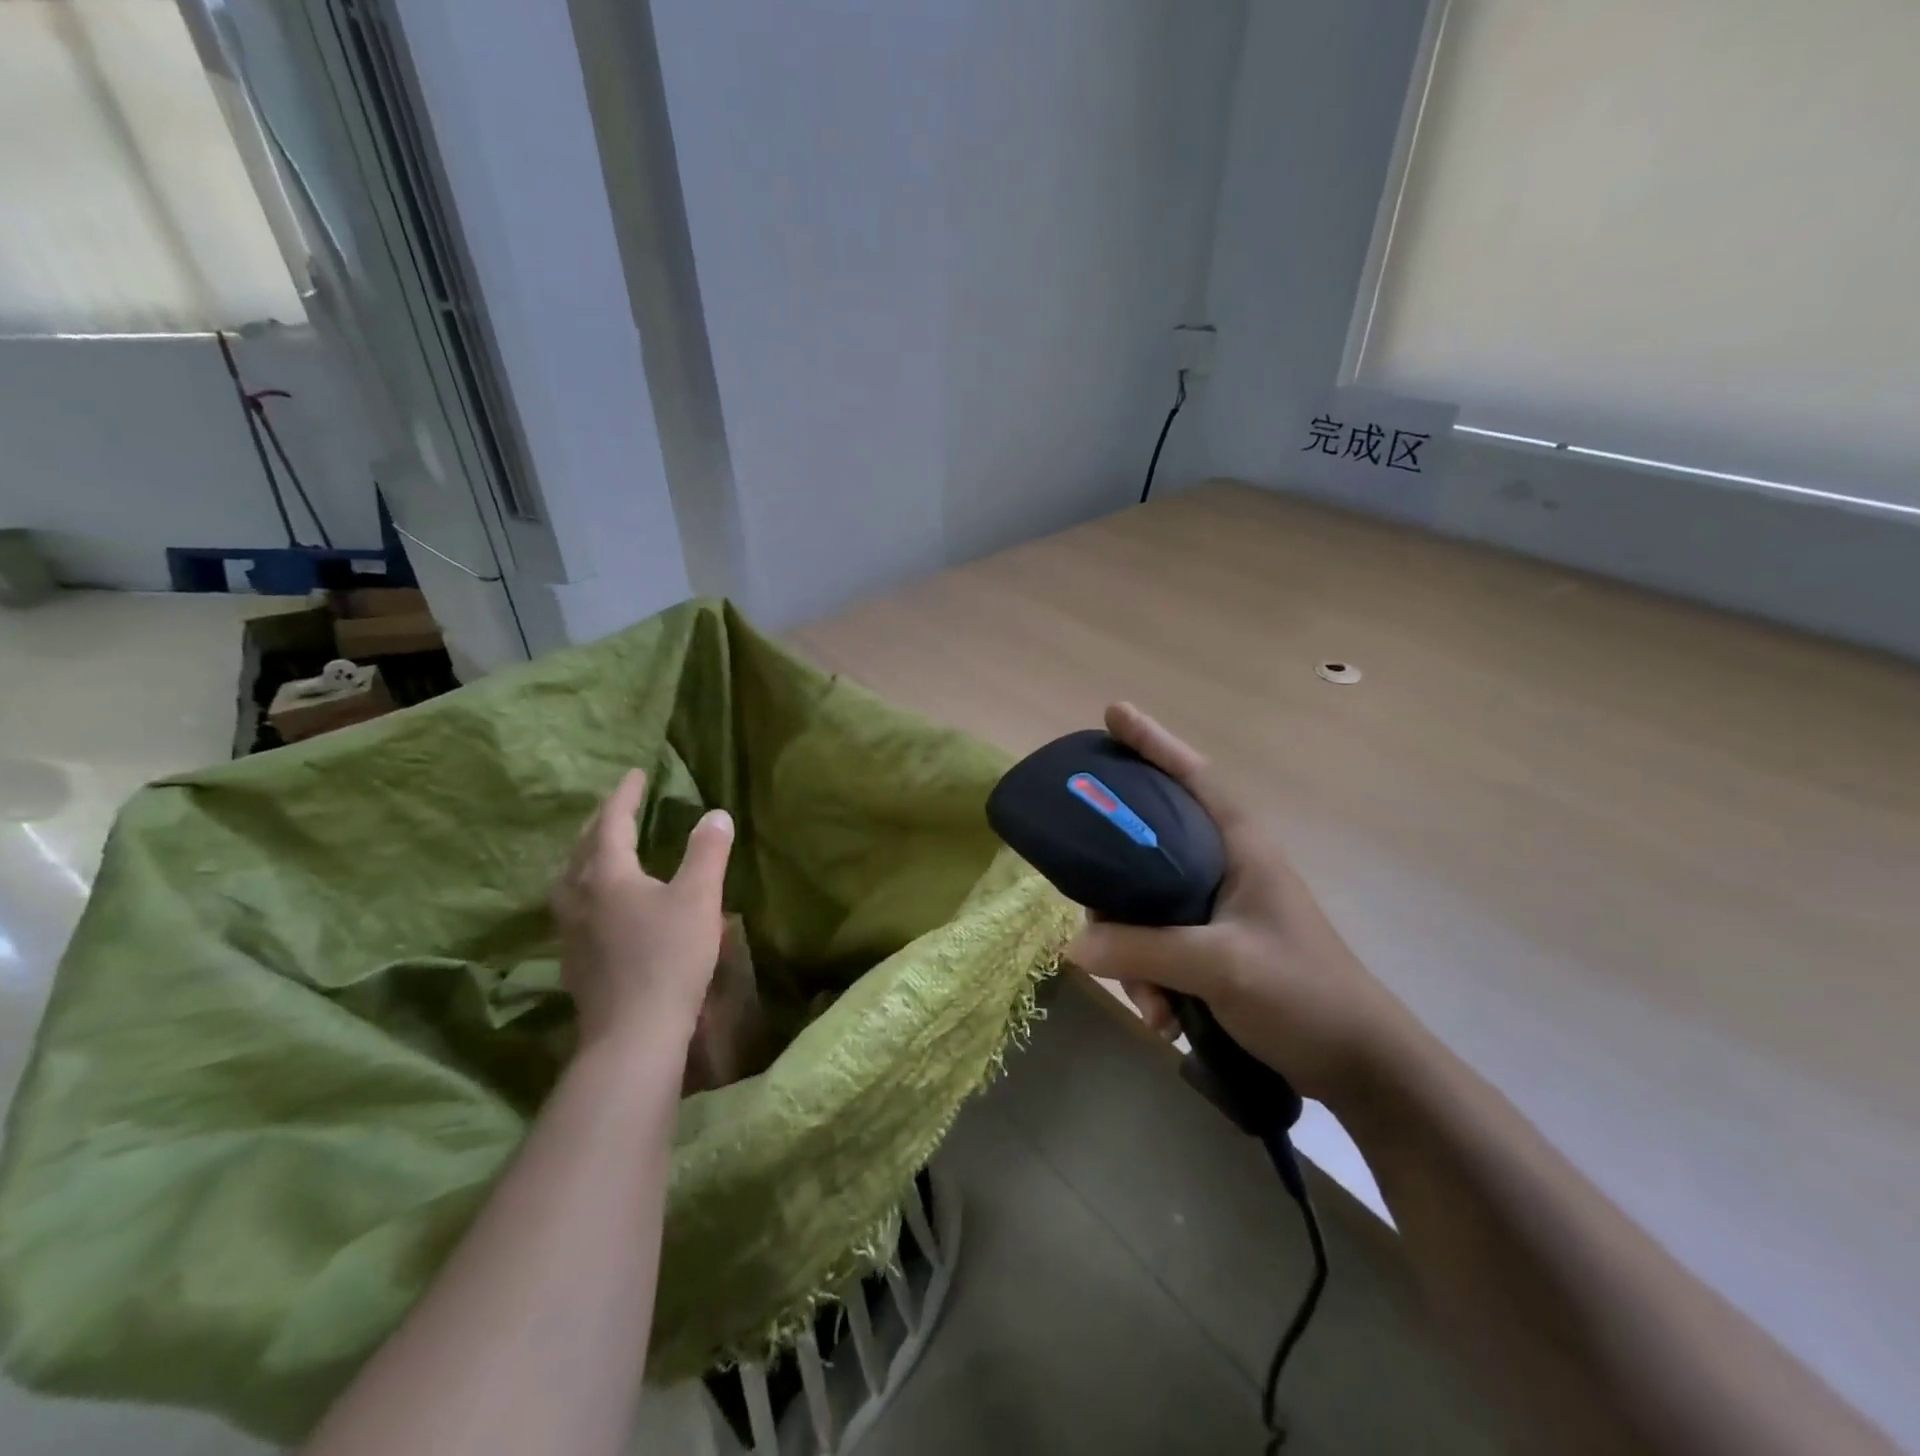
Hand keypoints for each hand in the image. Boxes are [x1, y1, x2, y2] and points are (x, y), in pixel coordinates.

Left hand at [551, 769, 734, 1051]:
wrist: (633, 1034)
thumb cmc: (669, 958)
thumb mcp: (698, 898)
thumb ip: (707, 852)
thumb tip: (715, 814)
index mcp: (607, 875)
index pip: (610, 822)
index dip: (624, 796)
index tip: (635, 774)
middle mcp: (579, 896)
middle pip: (582, 848)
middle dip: (599, 821)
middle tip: (617, 805)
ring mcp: (571, 931)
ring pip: (569, 879)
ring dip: (584, 855)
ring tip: (599, 849)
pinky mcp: (574, 959)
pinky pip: (573, 906)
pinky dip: (585, 887)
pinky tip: (599, 904)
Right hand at [1067, 704, 1415, 1103]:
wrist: (1359, 1066)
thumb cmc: (1303, 994)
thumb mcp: (1219, 965)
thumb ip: (1143, 949)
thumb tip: (1075, 943)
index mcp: (1239, 845)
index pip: (1192, 774)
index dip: (1152, 741)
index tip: (1112, 714)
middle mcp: (1224, 866)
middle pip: (1147, 847)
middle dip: (1116, 891)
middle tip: (1092, 914)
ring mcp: (1217, 909)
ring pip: (1146, 907)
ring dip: (1134, 957)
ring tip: (1151, 1006)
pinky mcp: (1213, 947)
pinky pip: (1158, 947)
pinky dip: (1151, 980)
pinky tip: (1163, 1019)